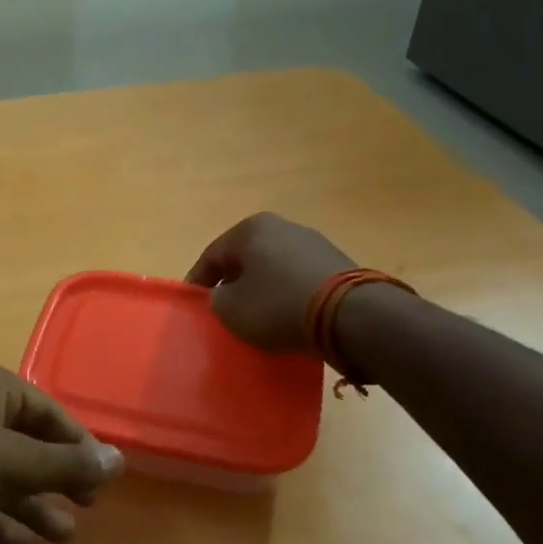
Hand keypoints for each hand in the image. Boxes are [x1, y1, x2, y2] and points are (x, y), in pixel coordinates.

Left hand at [0, 360, 122, 543]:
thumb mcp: (13, 463)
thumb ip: (67, 464)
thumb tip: (119, 459)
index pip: (49, 413)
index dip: (79, 447)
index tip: (101, 482)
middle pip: (25, 444)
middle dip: (55, 479)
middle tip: (85, 509)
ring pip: (0, 475)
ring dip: (30, 505)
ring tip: (62, 538)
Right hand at [185, 213, 355, 351]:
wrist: (349, 315)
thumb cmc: (277, 305)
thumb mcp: (231, 309)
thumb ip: (216, 299)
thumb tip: (224, 296)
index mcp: (251, 229)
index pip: (212, 256)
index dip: (198, 282)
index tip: (193, 304)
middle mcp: (282, 226)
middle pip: (245, 259)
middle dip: (232, 283)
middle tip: (223, 310)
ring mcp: (313, 243)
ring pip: (273, 268)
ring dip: (261, 289)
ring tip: (255, 317)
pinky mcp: (336, 264)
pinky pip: (298, 279)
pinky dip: (287, 295)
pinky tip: (286, 316)